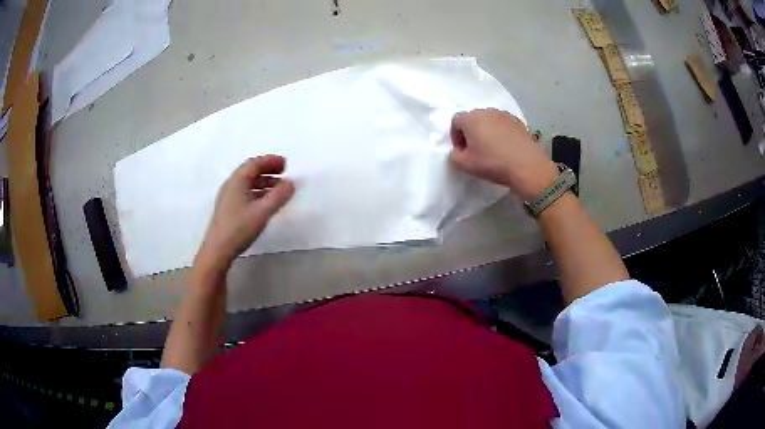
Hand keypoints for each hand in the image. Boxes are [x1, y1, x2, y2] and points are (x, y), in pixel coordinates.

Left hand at [196, 155, 294, 272]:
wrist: (218, 250)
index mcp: (237, 181)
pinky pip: (245, 193)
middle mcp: (231, 185)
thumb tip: (290, 183)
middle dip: (268, 170)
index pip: (254, 164)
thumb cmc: (239, 228)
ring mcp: (228, 197)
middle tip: (283, 172)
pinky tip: (265, 202)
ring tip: (278, 189)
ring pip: (247, 183)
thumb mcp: (263, 211)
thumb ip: (279, 196)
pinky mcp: (228, 209)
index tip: (285, 163)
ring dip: (263, 182)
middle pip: (250, 172)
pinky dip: (257, 192)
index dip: (270, 161)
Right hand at [449, 109, 558, 200]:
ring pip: (490, 121)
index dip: (456, 137)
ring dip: (487, 132)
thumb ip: (454, 156)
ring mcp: (505, 115)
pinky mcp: (519, 122)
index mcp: (471, 118)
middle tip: (476, 151)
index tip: (462, 151)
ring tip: (492, 150)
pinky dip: (502, 134)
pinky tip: (506, 149)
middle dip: (471, 133)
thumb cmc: (492, 163)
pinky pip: (504, 126)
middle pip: (473, 119)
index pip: (455, 121)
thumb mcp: (465, 165)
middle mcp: (487, 111)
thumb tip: (458, 151)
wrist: (527, 166)